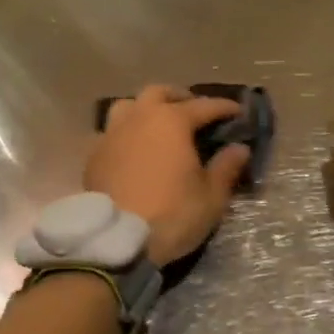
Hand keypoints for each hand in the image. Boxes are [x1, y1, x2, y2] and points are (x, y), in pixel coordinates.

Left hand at [86, 86, 252, 264]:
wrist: (116, 241)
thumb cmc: (171, 214)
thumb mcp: (211, 197)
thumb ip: (226, 167)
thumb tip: (239, 148)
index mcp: (171, 121)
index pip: (204, 106)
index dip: (224, 108)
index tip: (238, 112)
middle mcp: (139, 117)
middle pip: (160, 93)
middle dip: (180, 98)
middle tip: (194, 112)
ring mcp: (112, 133)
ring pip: (129, 105)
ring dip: (146, 109)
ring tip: (158, 126)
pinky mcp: (94, 154)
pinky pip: (111, 132)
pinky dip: (126, 134)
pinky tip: (134, 150)